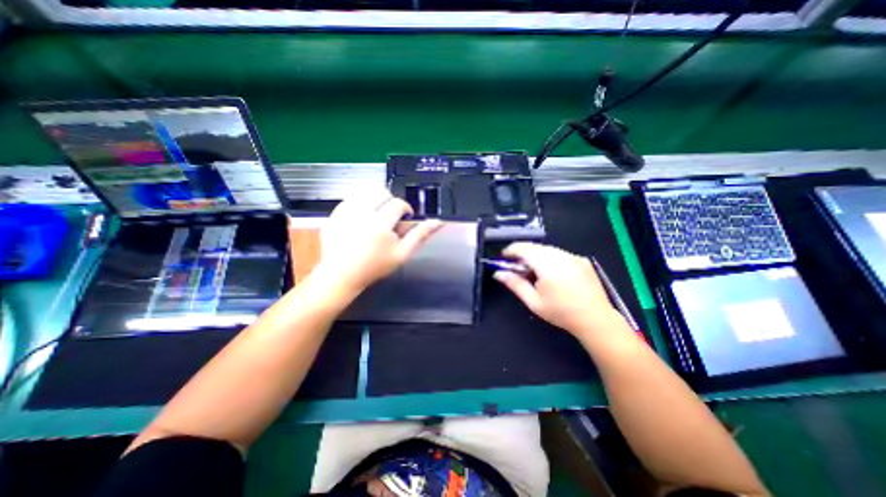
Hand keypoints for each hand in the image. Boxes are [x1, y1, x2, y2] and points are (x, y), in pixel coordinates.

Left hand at [316, 187, 445, 294]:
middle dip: (390, 201)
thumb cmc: (375, 266)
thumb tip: (438, 222)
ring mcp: (345, 212)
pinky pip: (350, 198)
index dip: (405, 209)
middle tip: (390, 217)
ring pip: (365, 192)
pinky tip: (361, 218)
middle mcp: (362, 213)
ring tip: (376, 215)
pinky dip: (359, 204)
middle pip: (381, 192)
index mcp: (380, 223)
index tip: (404, 219)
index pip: (398, 203)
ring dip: (374, 200)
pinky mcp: (333, 214)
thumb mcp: (402, 254)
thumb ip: (420, 235)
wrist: (342, 275)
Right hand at [491, 243, 622, 335]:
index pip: (524, 249)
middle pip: (535, 247)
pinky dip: (549, 258)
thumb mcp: (533, 302)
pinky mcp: (582, 259)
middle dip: (522, 253)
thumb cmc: (561, 313)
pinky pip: (559, 253)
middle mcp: (561, 256)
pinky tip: (551, 272)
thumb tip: (498, 273)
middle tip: (517, 267)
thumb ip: (515, 284)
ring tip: (533, 271)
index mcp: (547, 266)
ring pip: (547, 249)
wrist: (595, 319)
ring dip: (536, 255)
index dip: (511, 250)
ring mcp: (573, 256)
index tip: (503, 257)